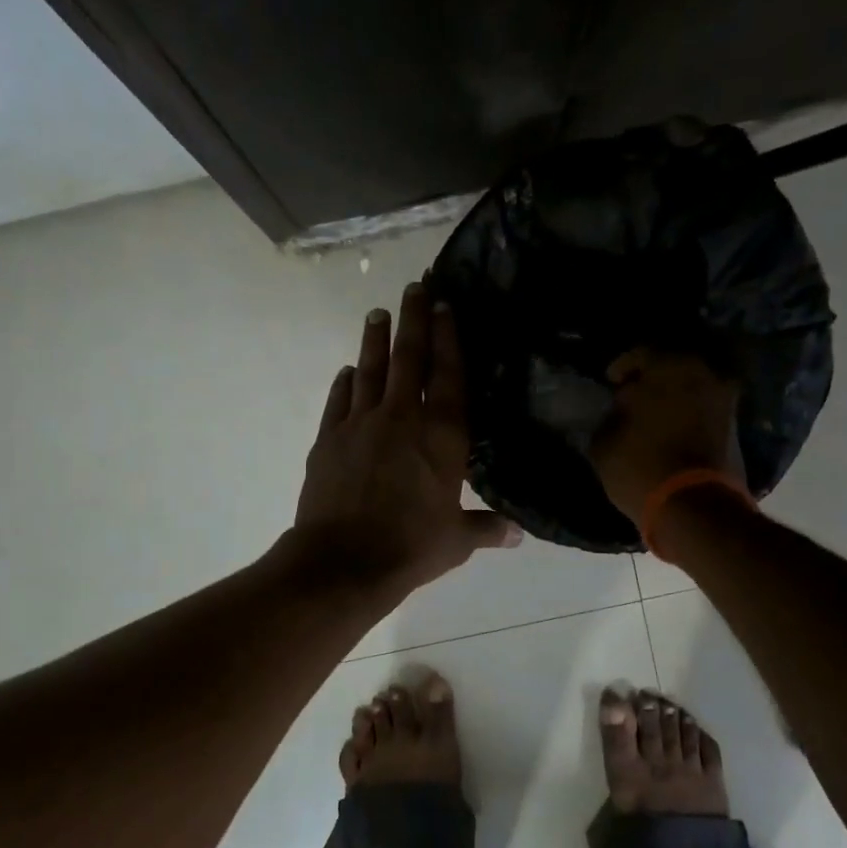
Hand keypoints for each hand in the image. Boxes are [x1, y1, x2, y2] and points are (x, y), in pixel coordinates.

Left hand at [293, 283, 518, 596]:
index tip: (444, 305)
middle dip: (413, 319)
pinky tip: (348, 371)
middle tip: (414, 286)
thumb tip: (518, 534)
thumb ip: (487, 529)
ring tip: (378, 312)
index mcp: (443, 436)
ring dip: (376, 339)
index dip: (448, 337)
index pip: (449, 375)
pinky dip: (345, 382)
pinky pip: (339, 400)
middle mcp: (403, 418)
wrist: (344, 561)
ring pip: (371, 370)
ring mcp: (361, 424)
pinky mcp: (328, 438)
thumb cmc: (411, 547)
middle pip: (410, 358)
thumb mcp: (457, 540)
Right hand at [589, 349, 745, 525]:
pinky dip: (689, 414)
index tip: (610, 383)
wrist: (694, 508)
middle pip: (672, 366)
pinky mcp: (735, 427)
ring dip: (673, 396)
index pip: (640, 353)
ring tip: (653, 415)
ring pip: (692, 387)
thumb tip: (621, 410)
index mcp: (669, 366)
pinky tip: (672, 429)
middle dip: (652, 379)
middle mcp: (704, 373)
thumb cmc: (641, 466)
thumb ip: (612, 416)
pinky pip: (705, 409)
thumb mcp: (604, 442)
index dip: (621, 368)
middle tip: (633, 395)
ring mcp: (725, 400)